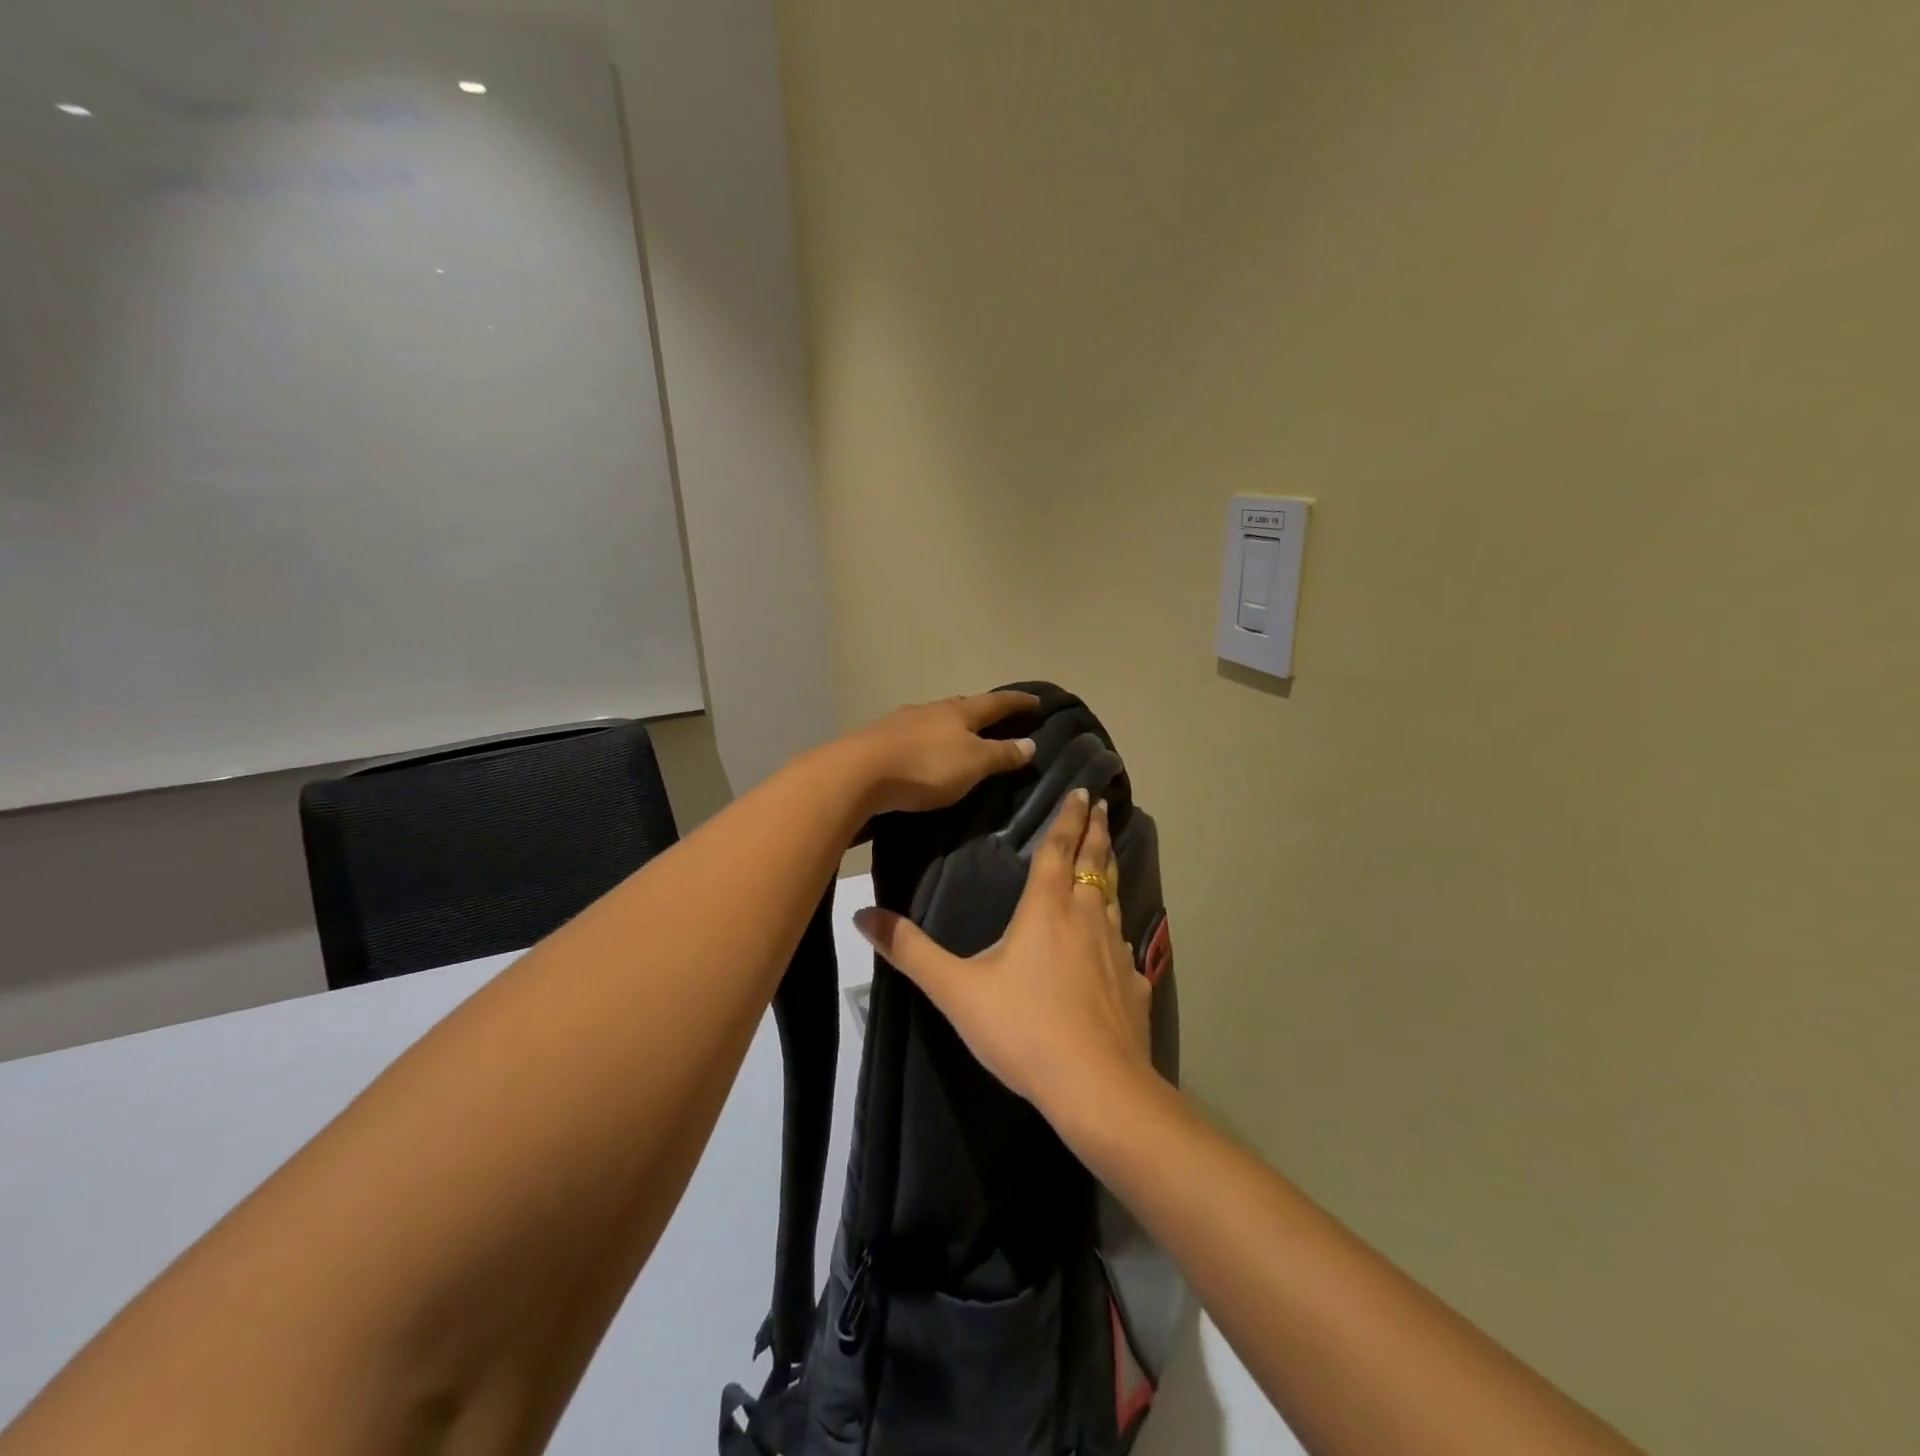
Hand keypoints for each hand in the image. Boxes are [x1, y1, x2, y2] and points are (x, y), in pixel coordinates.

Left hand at [850, 690, 1039, 816]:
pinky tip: (925, 750)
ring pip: (936, 718)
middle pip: (963, 706)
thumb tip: (1030, 743)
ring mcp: (902, 722)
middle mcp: (931, 709)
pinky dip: (928, 740)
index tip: (1037, 700)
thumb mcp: (973, 764)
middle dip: (982, 711)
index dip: (1018, 702)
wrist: (859, 772)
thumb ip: (1001, 754)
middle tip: (998, 717)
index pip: (996, 703)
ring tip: (961, 736)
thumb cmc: (925, 766)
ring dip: (952, 725)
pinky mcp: (880, 739)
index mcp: (958, 712)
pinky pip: (914, 735)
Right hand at [854, 790, 1152, 1122]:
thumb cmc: (1022, 1029)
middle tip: (1104, 808)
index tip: (1084, 792)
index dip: (1069, 818)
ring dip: (1110, 874)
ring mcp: (1117, 952)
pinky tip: (1117, 945)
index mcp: (1047, 909)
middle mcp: (1087, 918)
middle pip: (1095, 863)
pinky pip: (1126, 947)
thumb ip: (910, 951)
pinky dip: (1119, 932)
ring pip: (1114, 899)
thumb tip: (862, 915)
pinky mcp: (1135, 986)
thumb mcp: (956, 990)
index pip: (1059, 849)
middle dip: (1097, 833)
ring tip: (1108, 861)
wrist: (1096, 1087)